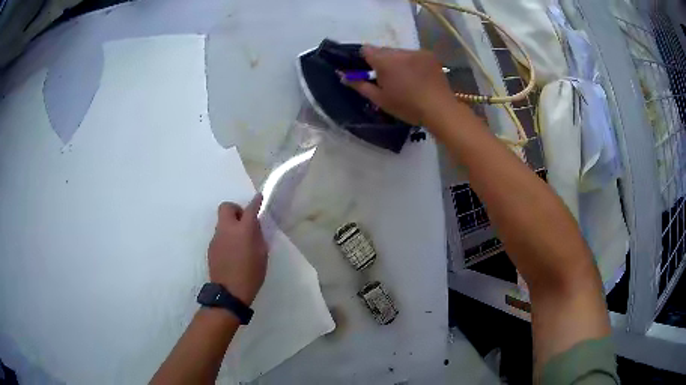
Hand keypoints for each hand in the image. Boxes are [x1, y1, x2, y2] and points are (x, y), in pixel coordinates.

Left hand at [207, 194, 267, 304]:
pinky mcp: (211, 247)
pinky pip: (219, 235)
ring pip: (222, 222)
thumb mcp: (262, 255)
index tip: (259, 197)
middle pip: (226, 207)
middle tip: (243, 222)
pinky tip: (231, 252)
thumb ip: (257, 237)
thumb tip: (254, 227)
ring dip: (230, 225)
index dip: (255, 202)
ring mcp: (216, 237)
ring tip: (238, 241)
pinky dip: (226, 237)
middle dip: (235, 210)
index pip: (250, 209)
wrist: (229, 292)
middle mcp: (227, 229)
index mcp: (243, 230)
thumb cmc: (251, 274)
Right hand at [347, 46, 456, 126]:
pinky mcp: (429, 55)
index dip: (363, 59)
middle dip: (381, 61)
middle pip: (383, 50)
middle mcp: (399, 51)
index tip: (366, 71)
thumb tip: (342, 75)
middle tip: (386, 78)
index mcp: (384, 61)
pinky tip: (418, 76)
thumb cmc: (407, 106)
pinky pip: (413, 55)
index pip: (365, 49)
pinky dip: (411, 62)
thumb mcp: (379, 99)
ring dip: (397, 61)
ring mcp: (416, 52)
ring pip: (399, 52)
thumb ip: (359, 84)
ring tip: (404, 79)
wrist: (439, 108)